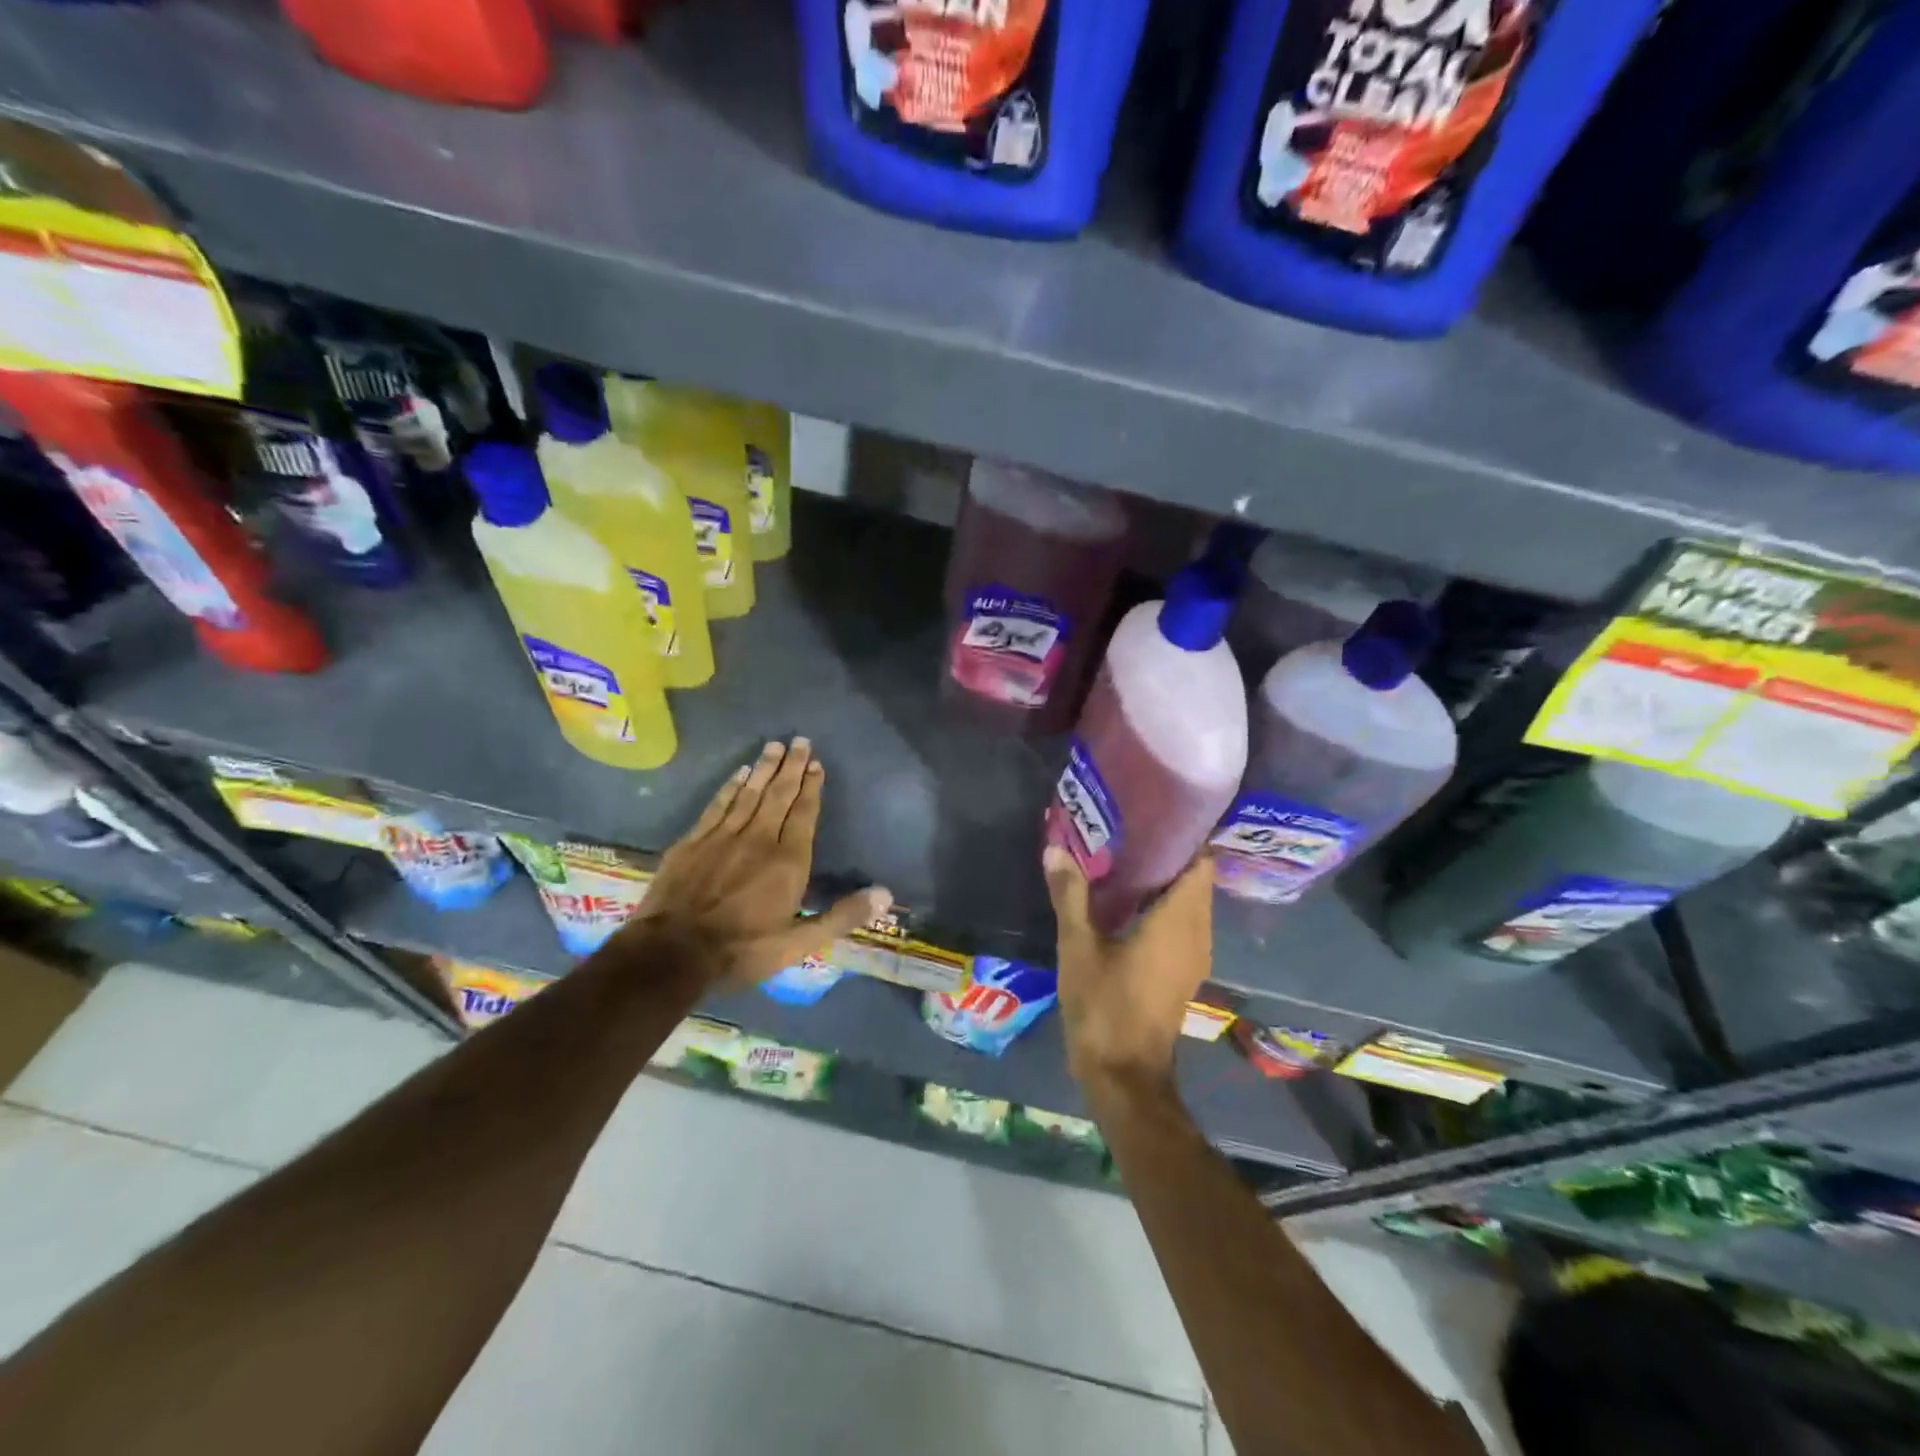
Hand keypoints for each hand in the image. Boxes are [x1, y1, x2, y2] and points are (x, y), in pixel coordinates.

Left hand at [620, 737, 890, 988]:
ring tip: (775, 746)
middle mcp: (759, 838)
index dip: (812, 787)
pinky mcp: (693, 841)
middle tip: (800, 741)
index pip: (804, 814)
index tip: (817, 764)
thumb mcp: (798, 944)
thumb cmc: (741, 950)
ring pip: (750, 793)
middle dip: (792, 767)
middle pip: (779, 795)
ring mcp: (723, 836)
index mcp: (788, 861)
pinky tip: (739, 773)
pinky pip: (718, 804)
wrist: (671, 953)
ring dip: (765, 769)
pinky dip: (731, 786)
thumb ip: (841, 916)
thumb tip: (885, 895)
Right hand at [1044, 845, 1212, 1098]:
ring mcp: (1195, 955)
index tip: (1154, 813)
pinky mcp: (1184, 971)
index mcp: (1178, 921)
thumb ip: (1070, 895)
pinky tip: (1127, 899)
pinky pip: (1183, 923)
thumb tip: (1056, 849)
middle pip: (1196, 879)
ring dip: (1165, 879)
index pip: (1200, 863)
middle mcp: (1197, 933)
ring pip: (1190, 902)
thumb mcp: (1078, 948)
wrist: (1124, 1075)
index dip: (1184, 834)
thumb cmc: (1104, 1006)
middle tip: (1130, 828)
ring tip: (1125, 855)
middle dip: (1169, 852)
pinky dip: (1163, 904)